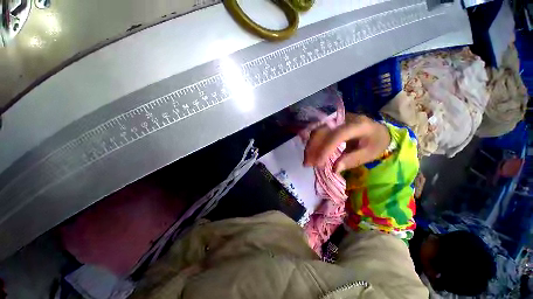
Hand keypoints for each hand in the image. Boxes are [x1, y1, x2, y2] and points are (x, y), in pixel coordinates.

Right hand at [303, 114, 390, 172]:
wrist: (378, 130)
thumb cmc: (376, 142)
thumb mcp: (369, 153)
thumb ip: (352, 160)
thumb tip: (334, 169)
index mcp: (358, 125)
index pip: (337, 135)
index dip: (326, 149)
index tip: (319, 164)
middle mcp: (343, 119)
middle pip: (322, 132)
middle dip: (313, 149)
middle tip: (308, 164)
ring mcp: (335, 120)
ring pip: (317, 131)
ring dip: (310, 147)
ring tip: (307, 161)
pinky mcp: (331, 123)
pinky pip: (317, 132)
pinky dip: (312, 144)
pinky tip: (309, 153)